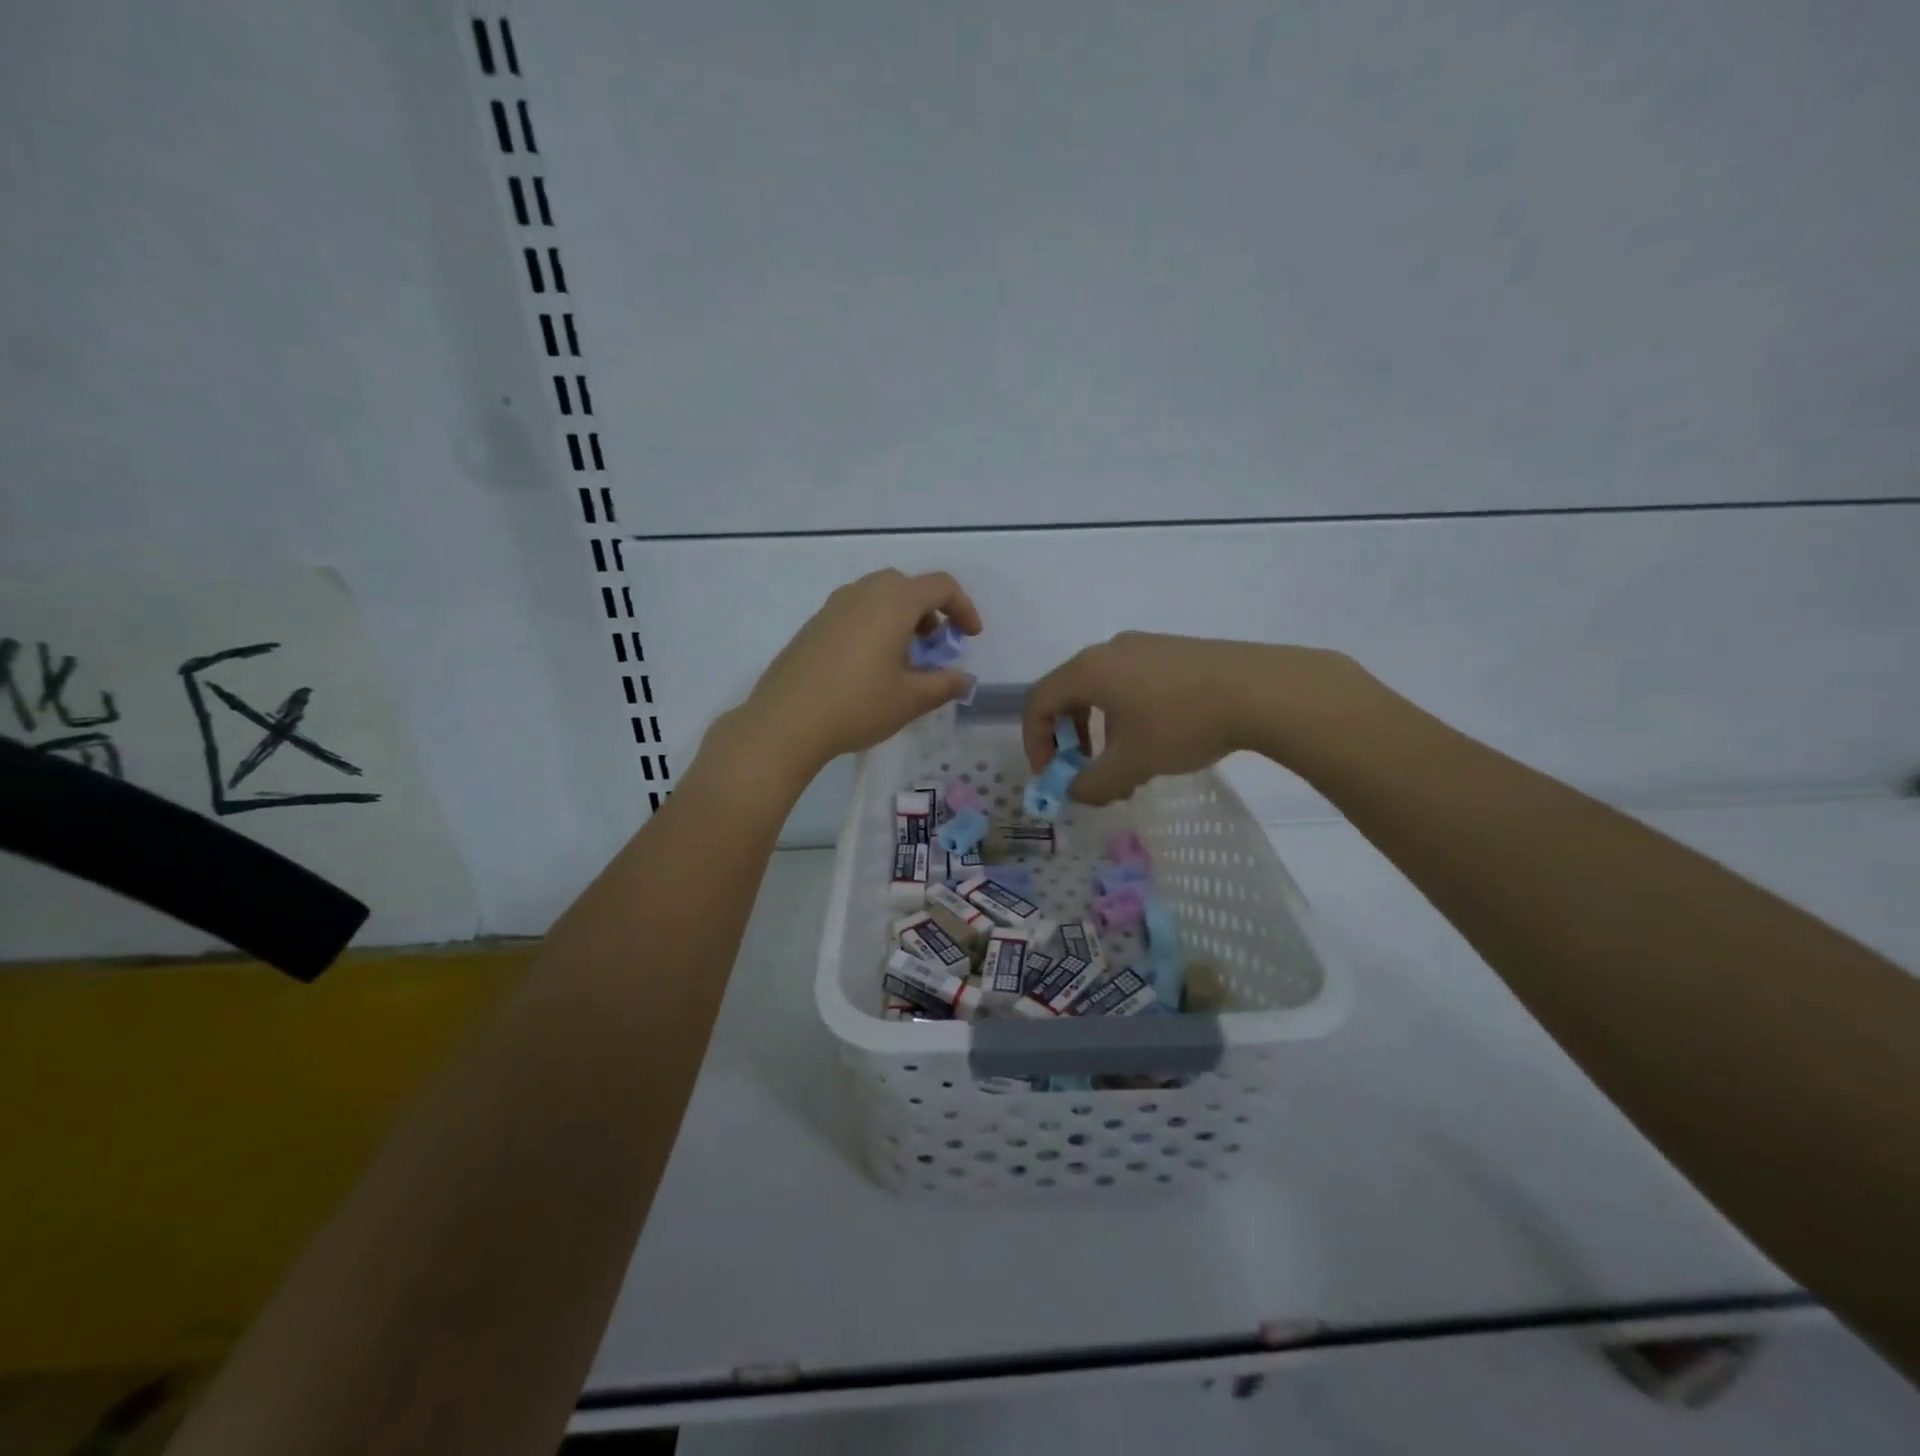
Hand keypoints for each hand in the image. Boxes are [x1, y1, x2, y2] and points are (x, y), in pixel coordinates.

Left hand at [723, 570, 981, 783]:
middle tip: (935, 646)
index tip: (970, 637)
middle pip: (907, 586)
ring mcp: (833, 606)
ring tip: (904, 660)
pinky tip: (869, 667)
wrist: (785, 721)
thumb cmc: (857, 705)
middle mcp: (863, 593)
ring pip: (878, 597)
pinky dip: (874, 626)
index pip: (941, 586)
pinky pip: (855, 612)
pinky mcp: (813, 625)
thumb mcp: (911, 699)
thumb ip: (945, 684)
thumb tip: (964, 679)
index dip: (964, 608)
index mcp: (893, 602)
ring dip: (901, 618)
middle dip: (930, 611)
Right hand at [1022, 633, 1369, 804]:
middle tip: (1084, 772)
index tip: (1053, 776)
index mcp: (1089, 670)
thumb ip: (1093, 783)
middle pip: (1069, 694)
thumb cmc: (1182, 723)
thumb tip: (1076, 792)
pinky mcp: (1173, 652)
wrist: (1260, 690)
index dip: (1035, 743)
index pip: (1038, 702)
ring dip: (1100, 733)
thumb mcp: (1132, 763)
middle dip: (1069, 740)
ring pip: (1103, 691)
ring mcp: (1144, 647)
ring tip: (1125, 768)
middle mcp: (1109, 651)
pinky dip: (1126, 717)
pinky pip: (1132, 683)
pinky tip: (1156, 743)